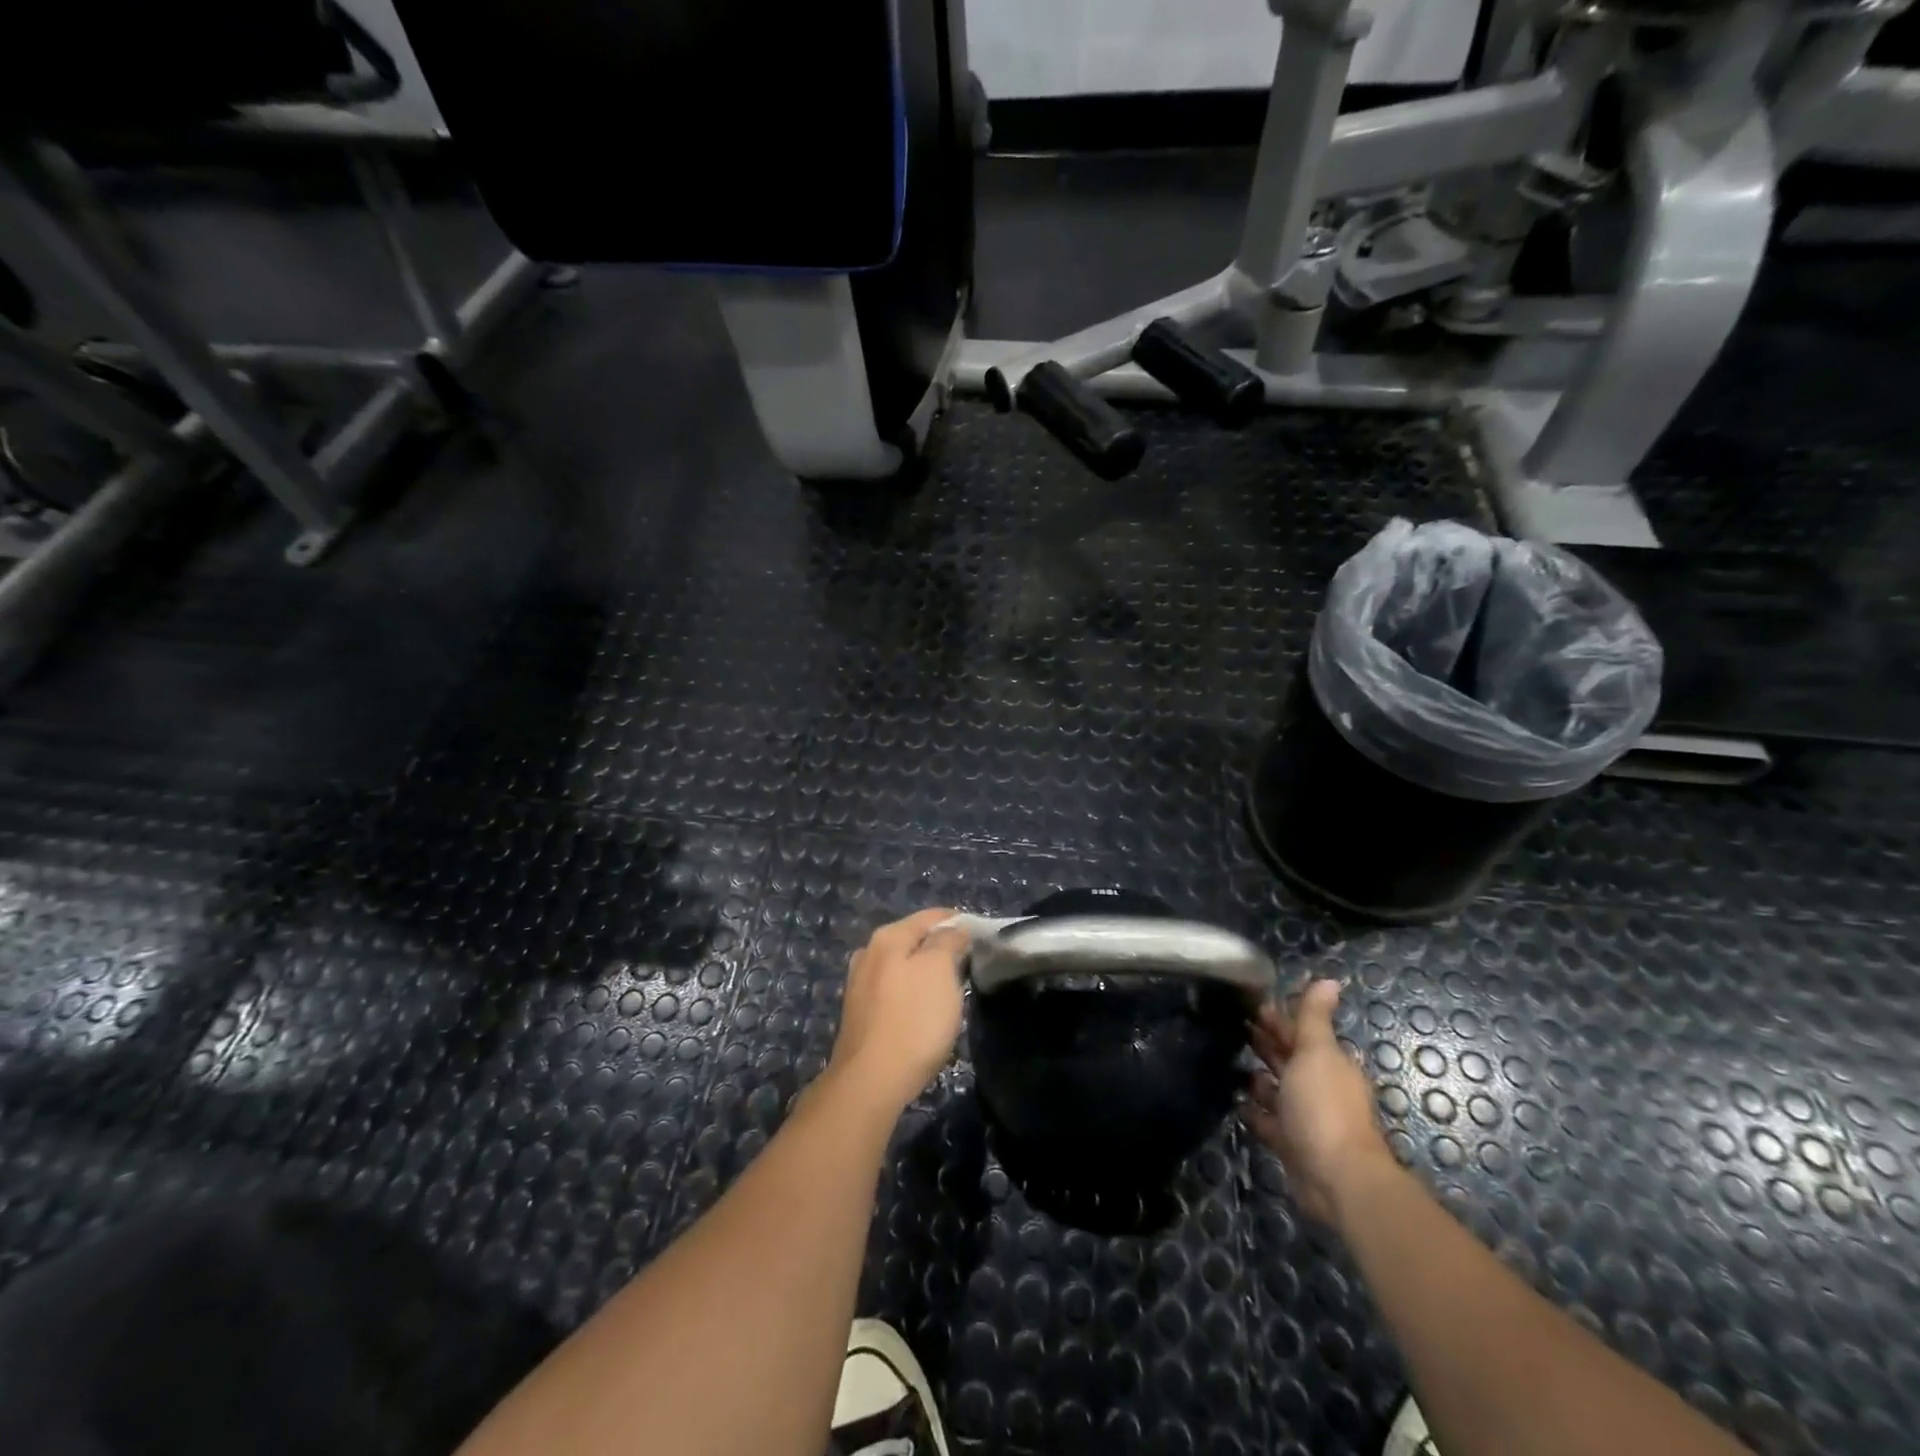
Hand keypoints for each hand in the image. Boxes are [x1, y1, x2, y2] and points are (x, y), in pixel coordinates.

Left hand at [828, 909, 969, 1113]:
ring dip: (925, 972)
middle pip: (913, 940)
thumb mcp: (940, 970)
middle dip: (940, 948)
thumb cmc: (913, 1020)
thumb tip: (953, 929)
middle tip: (968, 964)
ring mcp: (859, 984)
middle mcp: (868, 953)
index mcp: (887, 937)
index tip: (980, 935)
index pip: (930, 917)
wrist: (870, 1082)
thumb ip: (948, 941)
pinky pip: (893, 991)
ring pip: (902, 966)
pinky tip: (923, 1011)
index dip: (957, 922)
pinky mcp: (859, 1014)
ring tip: (949, 989)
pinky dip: (911, 994)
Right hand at [1241, 979, 1397, 1224]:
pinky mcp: (1290, 1144)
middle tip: (1231, 1023)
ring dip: (1259, 1077)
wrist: (1336, 1177)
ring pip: (1278, 1090)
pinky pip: (1268, 1122)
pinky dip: (1254, 1111)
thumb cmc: (1324, 1106)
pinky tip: (1235, 1101)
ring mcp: (1305, 1118)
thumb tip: (1329, 979)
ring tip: (1229, 1059)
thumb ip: (1314, 1017)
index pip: (1300, 1032)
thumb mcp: (1317, 1051)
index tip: (1247, 1002)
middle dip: (1265, 1042)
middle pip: (1289, 1059)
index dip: (1276, 1017)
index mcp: (1328, 1063)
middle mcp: (1318, 1088)